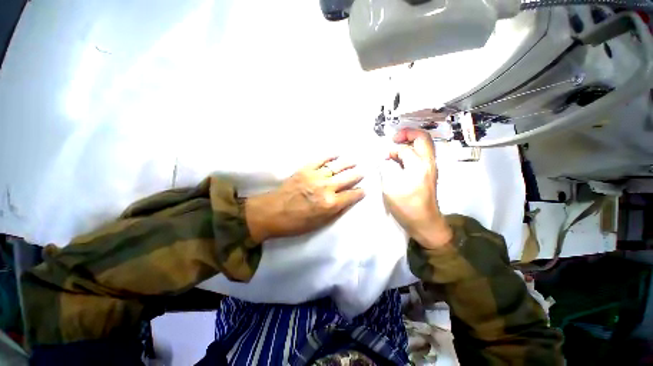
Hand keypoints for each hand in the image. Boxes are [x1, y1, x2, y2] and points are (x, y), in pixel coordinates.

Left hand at [245, 157, 364, 241]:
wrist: (272, 212)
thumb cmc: (296, 223)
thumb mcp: (319, 224)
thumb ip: (335, 211)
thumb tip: (347, 201)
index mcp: (330, 204)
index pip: (351, 195)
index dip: (359, 193)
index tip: (364, 190)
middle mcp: (326, 188)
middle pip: (347, 179)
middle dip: (357, 176)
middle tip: (362, 173)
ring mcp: (315, 176)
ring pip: (336, 167)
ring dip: (347, 164)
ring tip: (354, 162)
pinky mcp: (305, 169)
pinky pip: (320, 160)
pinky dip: (329, 156)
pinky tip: (336, 154)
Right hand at [381, 128, 451, 247]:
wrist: (425, 223)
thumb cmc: (406, 207)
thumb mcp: (390, 189)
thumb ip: (386, 170)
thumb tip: (385, 159)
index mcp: (418, 166)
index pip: (404, 149)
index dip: (391, 150)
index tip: (382, 157)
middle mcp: (428, 163)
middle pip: (423, 137)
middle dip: (408, 133)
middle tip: (394, 138)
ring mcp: (431, 168)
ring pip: (425, 144)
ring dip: (411, 140)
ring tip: (396, 146)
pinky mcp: (430, 173)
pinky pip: (423, 153)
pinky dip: (413, 149)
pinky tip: (401, 157)